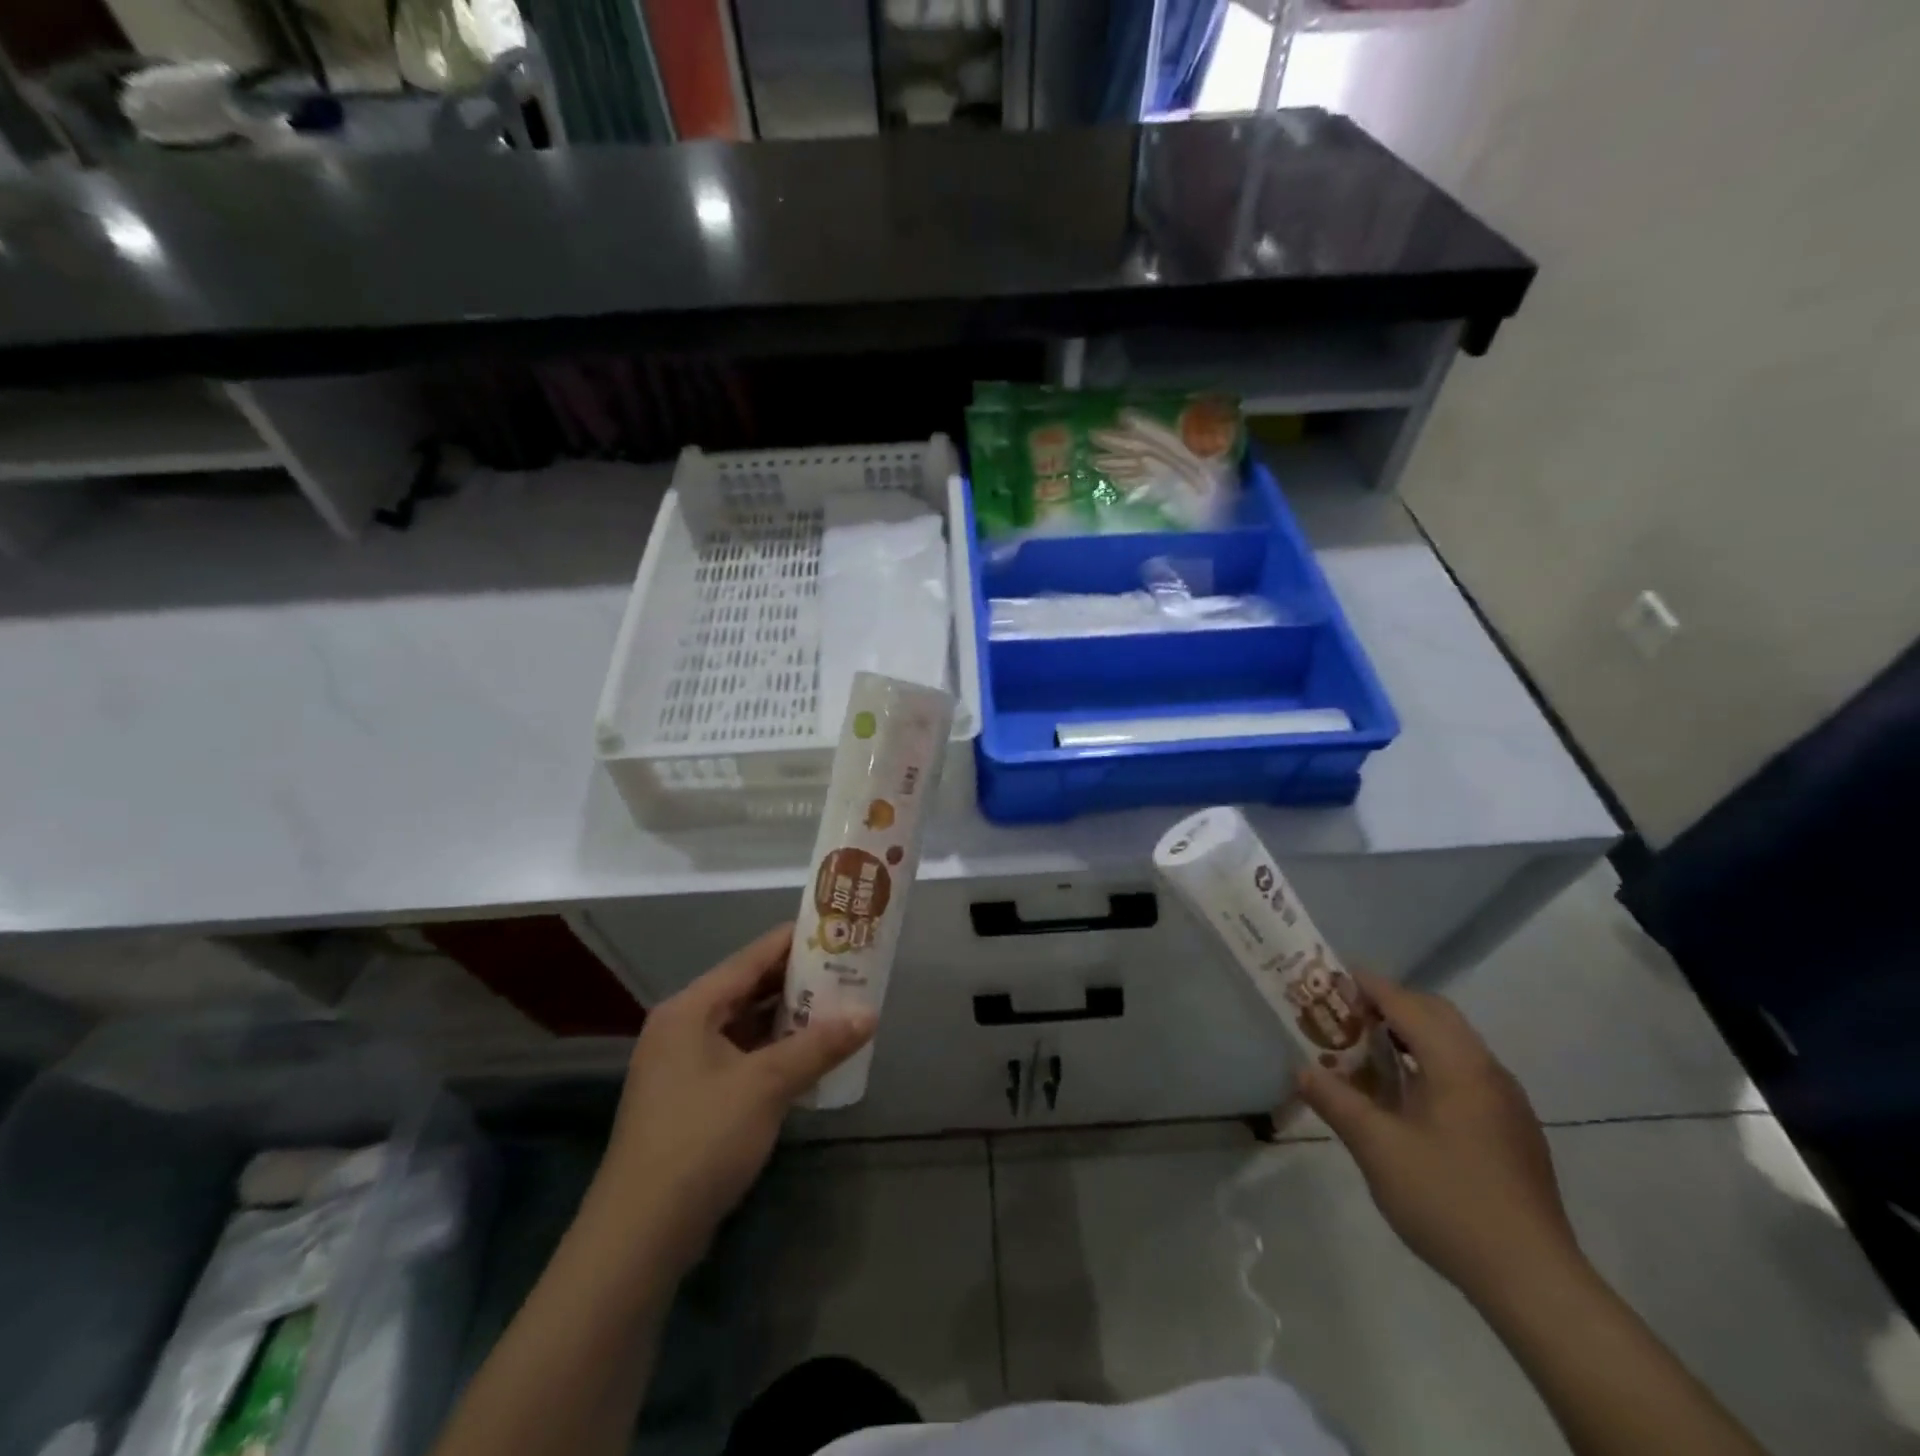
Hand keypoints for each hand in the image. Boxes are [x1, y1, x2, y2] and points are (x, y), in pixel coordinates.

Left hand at [586, 924, 875, 1276]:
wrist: (640, 1234)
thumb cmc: (701, 1140)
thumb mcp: (766, 1085)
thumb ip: (819, 1045)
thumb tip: (869, 1014)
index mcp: (691, 1009)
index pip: (751, 958)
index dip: (795, 941)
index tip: (837, 928)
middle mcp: (683, 1027)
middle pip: (748, 989)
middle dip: (798, 981)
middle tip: (848, 969)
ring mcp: (684, 1065)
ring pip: (746, 1025)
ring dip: (789, 1018)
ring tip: (839, 1006)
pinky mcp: (692, 1099)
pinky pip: (741, 1057)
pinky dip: (774, 1051)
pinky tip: (810, 1055)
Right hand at [1298, 971, 1582, 1306]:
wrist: (1533, 1281)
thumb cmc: (1448, 1201)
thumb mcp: (1377, 1148)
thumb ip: (1336, 1101)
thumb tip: (1301, 1069)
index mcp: (1458, 1065)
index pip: (1407, 1004)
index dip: (1368, 985)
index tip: (1331, 976)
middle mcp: (1488, 1071)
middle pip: (1436, 1015)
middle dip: (1390, 1004)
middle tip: (1345, 1014)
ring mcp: (1506, 1103)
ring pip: (1453, 1044)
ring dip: (1409, 1035)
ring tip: (1366, 1052)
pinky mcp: (1512, 1131)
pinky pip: (1465, 1073)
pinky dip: (1428, 1063)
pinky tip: (1405, 1098)